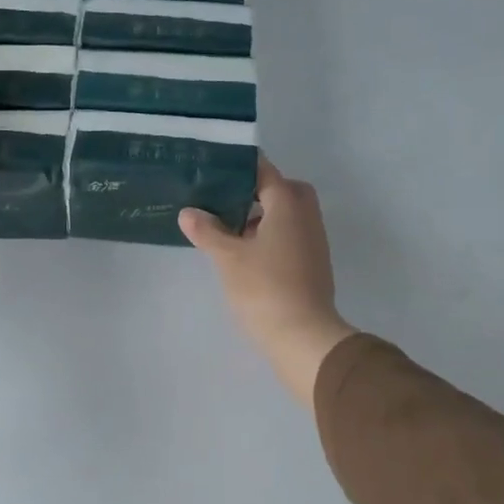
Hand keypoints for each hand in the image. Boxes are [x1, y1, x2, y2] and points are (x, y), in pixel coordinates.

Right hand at [180, 159, 356, 406]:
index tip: (214, 167)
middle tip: (226, 201)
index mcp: (288, 204)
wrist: (303, 337)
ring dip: (262, 216)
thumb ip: (207, 231)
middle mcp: (306, 216)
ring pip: (288, 215)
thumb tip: (188, 212)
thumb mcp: (227, 257)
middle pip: (282, 190)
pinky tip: (247, 254)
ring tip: (229, 229)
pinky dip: (271, 236)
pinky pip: (291, 236)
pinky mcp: (314, 265)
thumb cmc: (264, 288)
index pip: (265, 171)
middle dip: (256, 191)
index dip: (239, 167)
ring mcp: (314, 241)